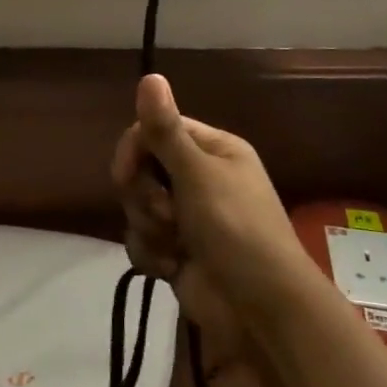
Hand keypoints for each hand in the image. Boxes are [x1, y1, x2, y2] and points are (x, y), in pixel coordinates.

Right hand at [109, 74, 310, 352]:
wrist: (260, 312)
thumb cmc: (235, 230)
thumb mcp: (198, 174)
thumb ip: (165, 129)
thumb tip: (149, 75)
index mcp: (213, 150)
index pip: (156, 131)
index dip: (136, 149)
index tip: (126, 172)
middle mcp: (199, 177)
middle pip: (142, 169)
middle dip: (144, 195)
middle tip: (165, 213)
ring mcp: (187, 216)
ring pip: (137, 206)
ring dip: (150, 227)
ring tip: (175, 245)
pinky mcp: (176, 251)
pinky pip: (142, 239)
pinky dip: (152, 254)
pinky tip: (172, 267)